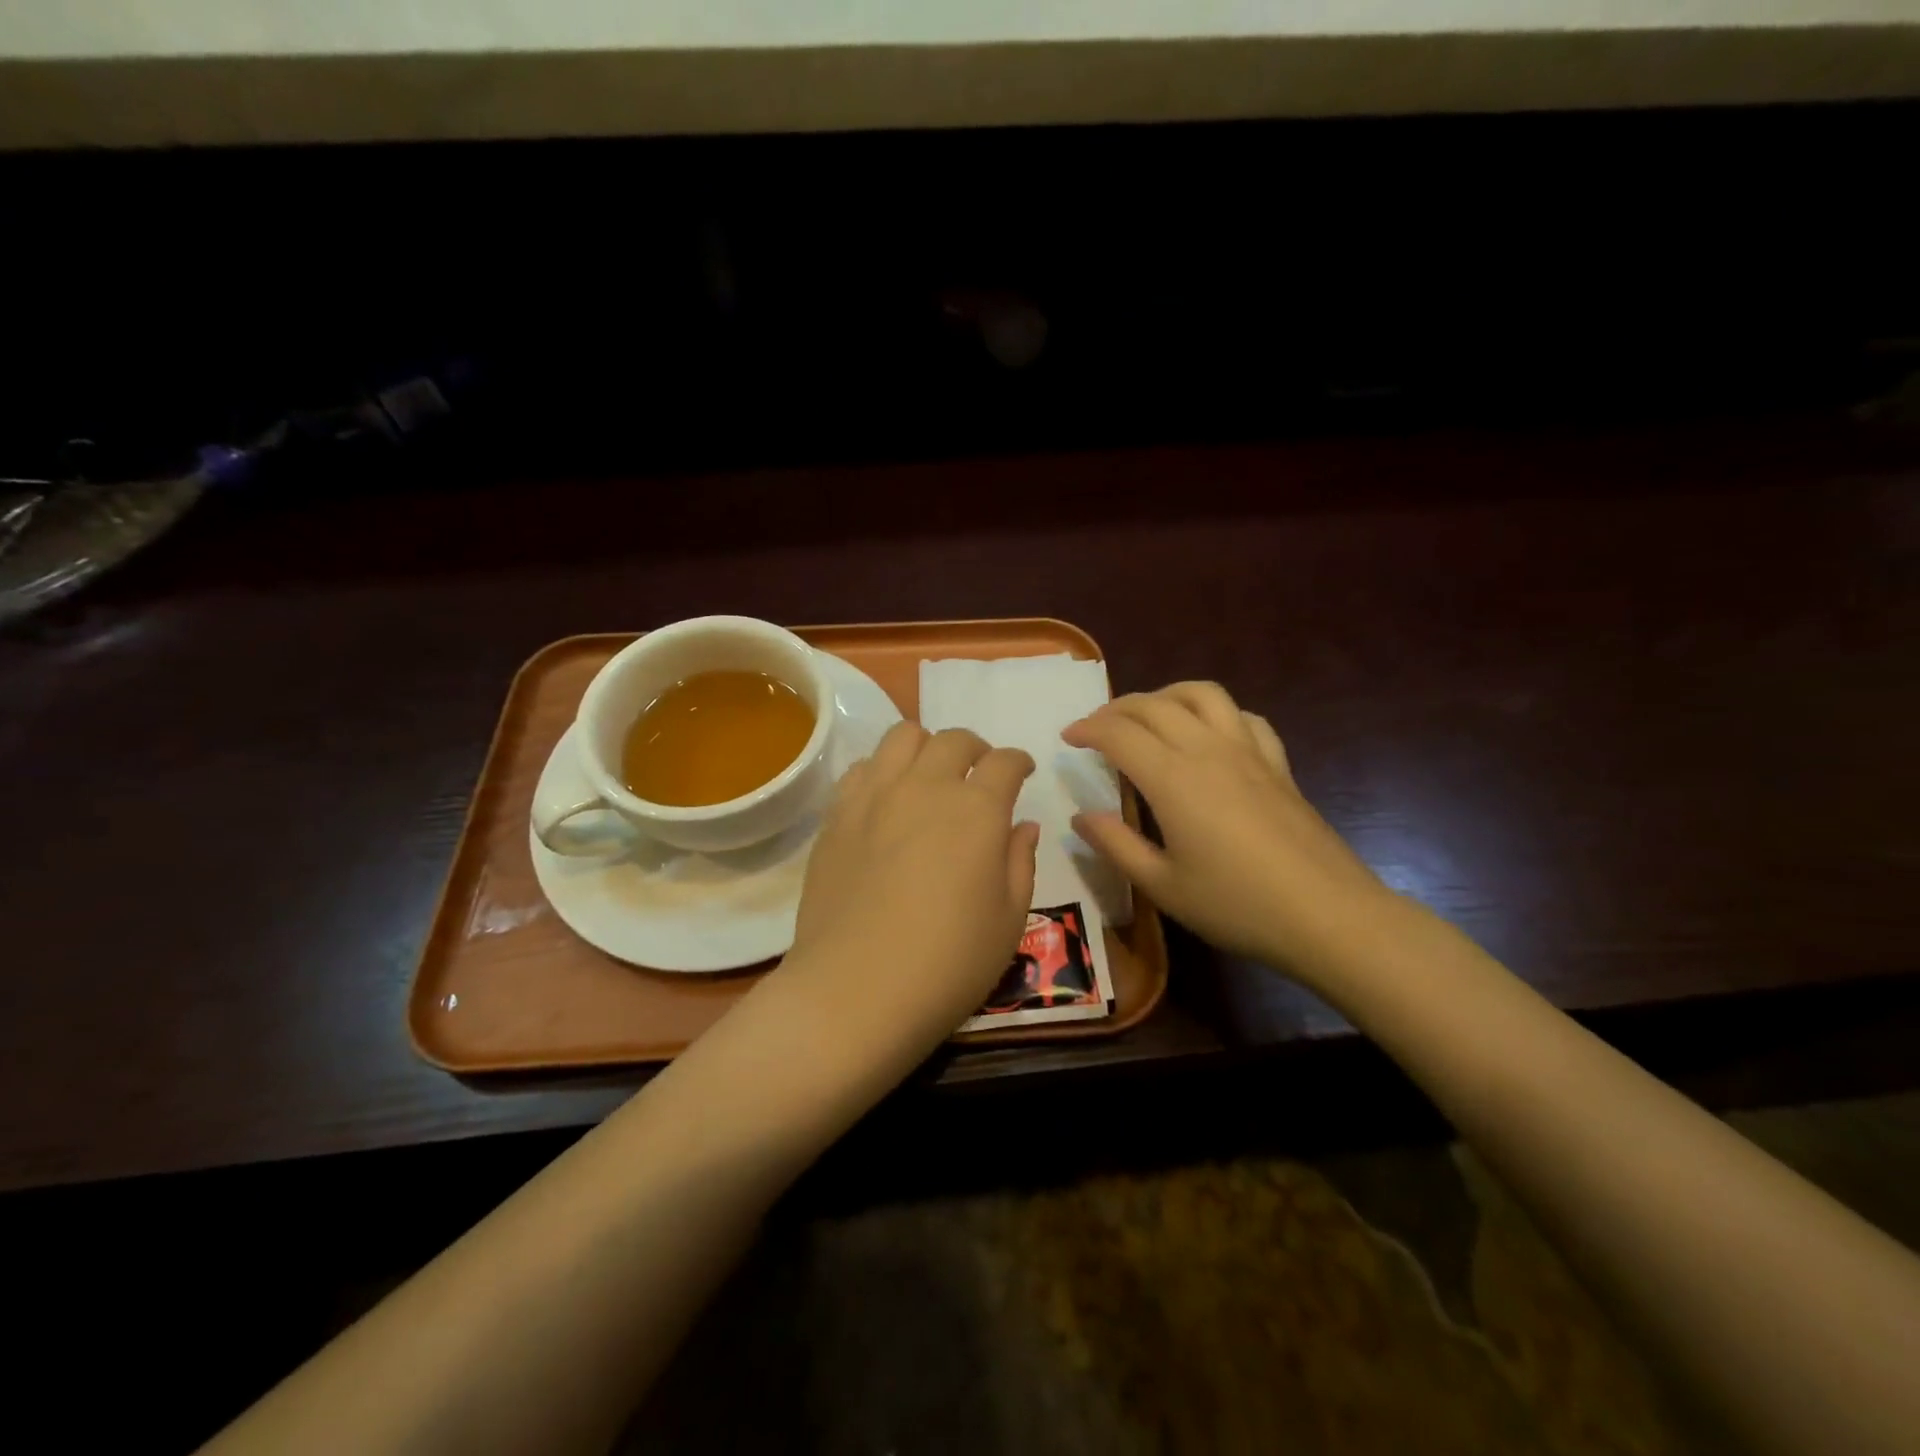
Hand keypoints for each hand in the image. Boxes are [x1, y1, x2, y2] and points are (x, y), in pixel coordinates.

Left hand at [780, 722, 1039, 1064]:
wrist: (855, 990)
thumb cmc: (948, 963)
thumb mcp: (1008, 920)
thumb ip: (1021, 862)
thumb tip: (1022, 826)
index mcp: (977, 810)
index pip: (1005, 762)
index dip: (1019, 762)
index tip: (1023, 773)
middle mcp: (925, 787)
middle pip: (954, 739)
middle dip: (976, 749)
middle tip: (979, 775)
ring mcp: (874, 796)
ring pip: (902, 737)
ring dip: (926, 747)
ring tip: (930, 776)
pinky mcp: (837, 815)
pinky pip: (862, 768)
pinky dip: (882, 770)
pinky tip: (886, 799)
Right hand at [1062, 682, 1392, 977]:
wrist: (1328, 915)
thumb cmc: (1236, 905)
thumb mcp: (1162, 886)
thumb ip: (1116, 845)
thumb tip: (1080, 816)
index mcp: (1172, 778)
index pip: (1119, 733)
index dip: (1087, 729)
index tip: (1067, 737)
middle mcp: (1207, 750)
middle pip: (1155, 704)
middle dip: (1117, 708)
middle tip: (1096, 727)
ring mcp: (1248, 752)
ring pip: (1203, 694)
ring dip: (1167, 694)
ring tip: (1149, 714)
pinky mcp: (1278, 764)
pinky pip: (1244, 717)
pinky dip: (1216, 713)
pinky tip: (1210, 734)